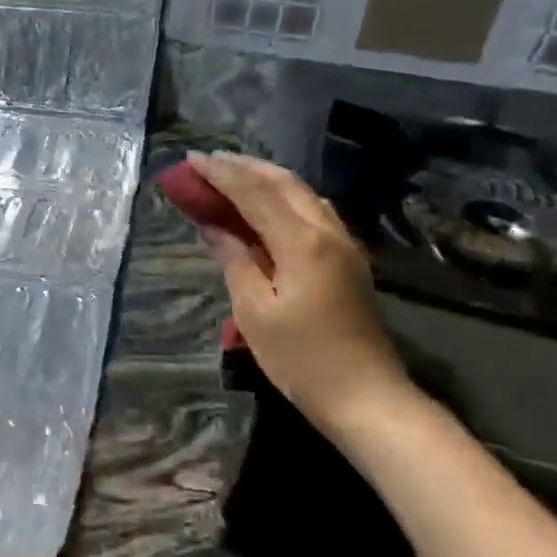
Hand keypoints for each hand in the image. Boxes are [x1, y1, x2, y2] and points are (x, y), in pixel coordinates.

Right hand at [188, 151, 411, 430]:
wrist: (365, 396)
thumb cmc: (300, 358)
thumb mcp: (253, 310)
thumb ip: (234, 258)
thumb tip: (211, 225)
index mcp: (302, 243)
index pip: (255, 194)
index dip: (221, 175)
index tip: (191, 160)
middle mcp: (328, 232)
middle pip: (284, 184)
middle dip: (244, 168)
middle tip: (207, 162)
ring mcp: (344, 244)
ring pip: (302, 194)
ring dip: (265, 178)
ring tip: (231, 175)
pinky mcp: (347, 259)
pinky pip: (312, 211)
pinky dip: (283, 197)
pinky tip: (266, 204)